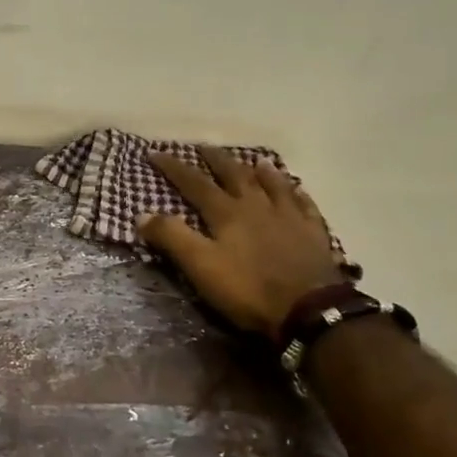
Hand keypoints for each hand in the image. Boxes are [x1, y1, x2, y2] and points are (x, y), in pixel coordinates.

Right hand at [138, 147, 346, 336]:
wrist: (310, 310)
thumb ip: (172, 237)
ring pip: (273, 185)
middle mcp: (258, 206)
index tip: (155, 152)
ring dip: (261, 171)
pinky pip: (305, 205)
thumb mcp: (200, 265)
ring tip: (255, 160)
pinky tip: (298, 190)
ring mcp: (290, 218)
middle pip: (235, 175)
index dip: (174, 168)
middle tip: (204, 146)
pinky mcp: (314, 234)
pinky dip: (298, 194)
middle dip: (216, 160)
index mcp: (227, 213)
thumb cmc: (248, 289)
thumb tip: (142, 213)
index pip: (195, 184)